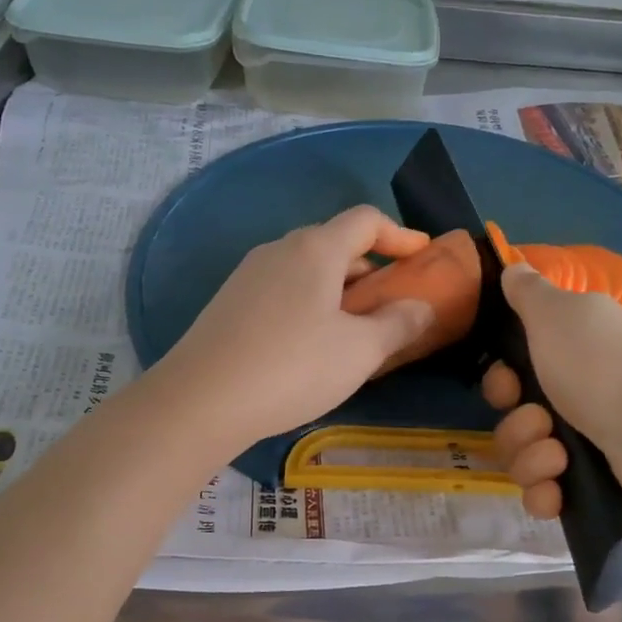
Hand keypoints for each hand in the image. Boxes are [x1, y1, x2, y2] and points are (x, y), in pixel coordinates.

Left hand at [156, 205, 435, 454]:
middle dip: (369, 266)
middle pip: (334, 242)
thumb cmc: (293, 367)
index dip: (400, 234)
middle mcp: (279, 249)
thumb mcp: (360, 351)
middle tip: (391, 301)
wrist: (200, 401)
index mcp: (315, 249)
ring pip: (306, 269)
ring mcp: (248, 275)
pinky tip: (311, 343)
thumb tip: (421, 307)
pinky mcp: (229, 303)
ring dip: (339, 288)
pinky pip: (283, 289)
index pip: (366, 220)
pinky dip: (310, 302)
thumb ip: (399, 324)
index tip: (422, 256)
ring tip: (355, 327)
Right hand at [483, 263, 621, 517]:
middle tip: (541, 422)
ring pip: (524, 460)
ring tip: (559, 456)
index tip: (511, 385)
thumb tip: (514, 266)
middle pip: (513, 423)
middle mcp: (574, 399)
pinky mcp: (594, 486)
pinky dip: (546, 495)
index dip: (500, 385)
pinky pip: (547, 496)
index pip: (510, 379)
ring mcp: (586, 445)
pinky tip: (557, 491)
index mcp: (565, 359)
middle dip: (516, 427)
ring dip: (530, 459)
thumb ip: (528, 292)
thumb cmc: (598, 364)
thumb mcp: (555, 313)